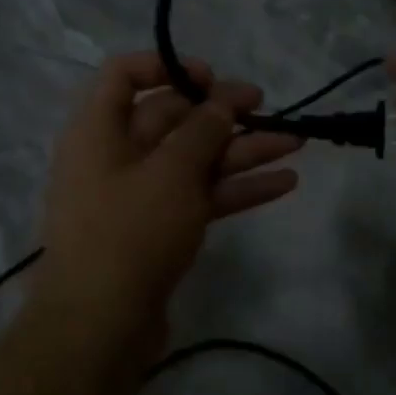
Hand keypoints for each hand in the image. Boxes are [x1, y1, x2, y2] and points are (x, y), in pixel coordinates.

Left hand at [33, 52, 302, 352]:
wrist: (100, 328)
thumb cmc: (130, 232)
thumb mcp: (172, 171)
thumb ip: (203, 129)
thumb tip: (221, 101)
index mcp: (100, 131)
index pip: (124, 75)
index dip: (167, 67)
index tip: (211, 78)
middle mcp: (116, 157)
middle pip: (172, 119)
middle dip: (222, 112)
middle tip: (266, 107)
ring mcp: (140, 197)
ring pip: (195, 160)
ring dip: (243, 151)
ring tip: (295, 142)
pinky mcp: (160, 231)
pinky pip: (202, 197)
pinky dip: (238, 188)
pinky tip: (284, 182)